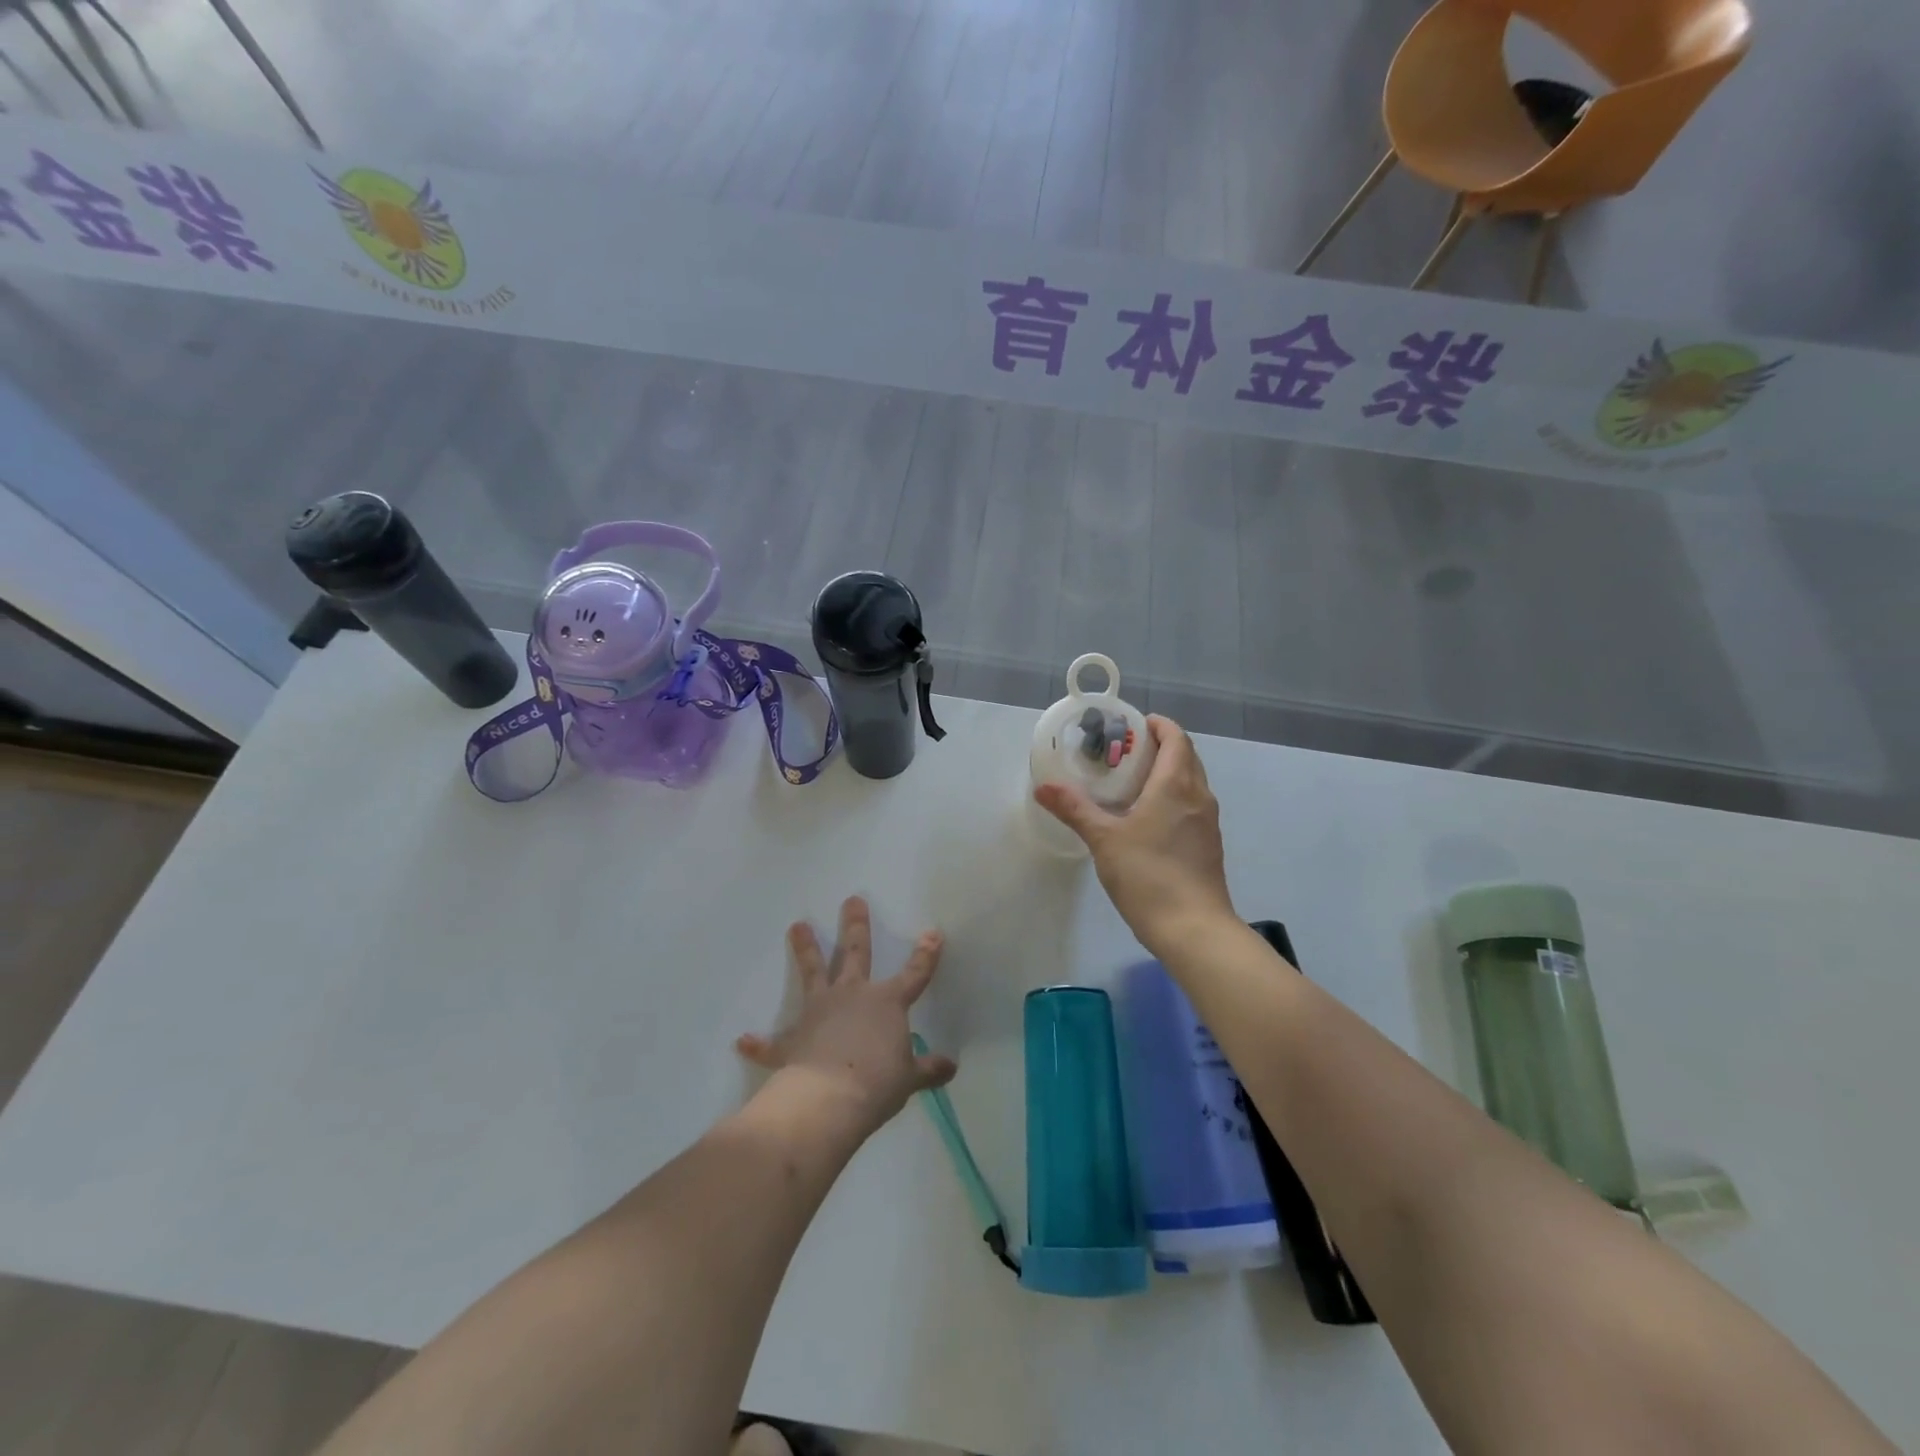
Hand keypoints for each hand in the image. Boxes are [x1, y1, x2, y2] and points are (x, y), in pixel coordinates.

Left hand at [736, 896, 956, 1133]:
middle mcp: (852, 996)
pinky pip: (773, 1042)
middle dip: (855, 926)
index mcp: (886, 1003)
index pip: (914, 975)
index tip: (932, 933)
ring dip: (805, 949)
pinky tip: (743, 1040)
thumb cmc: (877, 1083)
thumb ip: (928, 1069)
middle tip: (852, 900)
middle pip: (856, 953)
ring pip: (812, 973)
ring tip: (796, 925)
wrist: (829, 1099)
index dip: (926, 955)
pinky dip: (759, 1043)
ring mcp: (819, 1012)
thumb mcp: (909, 1078)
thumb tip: (952, 1066)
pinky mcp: (793, 1040)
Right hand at [1034, 715, 1235, 954]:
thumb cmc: (1148, 875)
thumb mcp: (1104, 840)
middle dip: (1160, 747)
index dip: (1158, 725)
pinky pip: (1192, 806)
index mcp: (1176, 785)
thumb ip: (1075, 809)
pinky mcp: (1209, 845)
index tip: (1132, 725)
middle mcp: (1199, 796)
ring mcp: (1208, 822)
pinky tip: (1148, 819)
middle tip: (1125, 752)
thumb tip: (1043, 787)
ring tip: (1133, 783)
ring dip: (1168, 772)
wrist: (1194, 929)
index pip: (1176, 738)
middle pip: (1186, 757)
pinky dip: (1174, 797)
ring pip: (1191, 782)